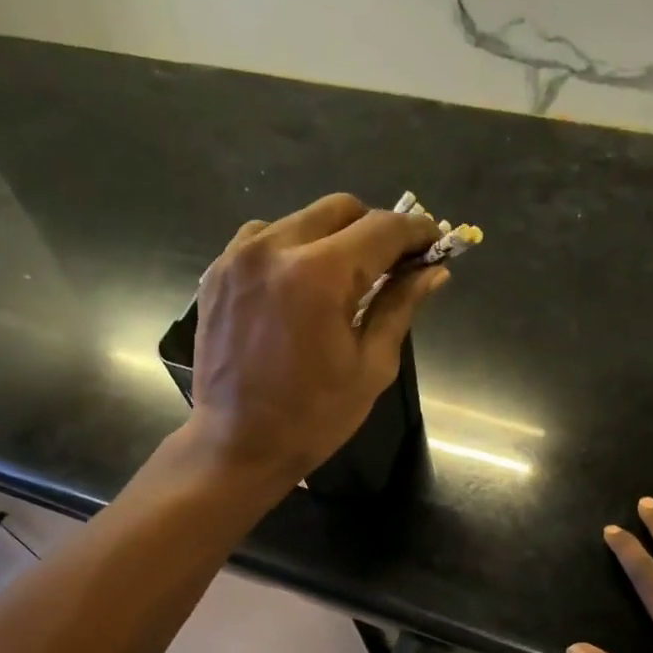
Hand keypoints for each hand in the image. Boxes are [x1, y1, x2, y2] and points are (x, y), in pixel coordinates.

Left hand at [187, 194, 446, 485]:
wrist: (238, 443)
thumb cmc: (314, 416)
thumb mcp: (371, 366)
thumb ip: (400, 306)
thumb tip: (434, 271)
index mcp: (319, 276)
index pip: (382, 229)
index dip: (416, 232)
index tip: (434, 243)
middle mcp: (275, 249)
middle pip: (341, 209)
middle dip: (375, 229)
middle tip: (392, 265)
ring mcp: (239, 256)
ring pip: (302, 219)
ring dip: (332, 238)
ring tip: (343, 279)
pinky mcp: (218, 271)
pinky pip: (265, 238)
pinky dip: (292, 249)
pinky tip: (300, 286)